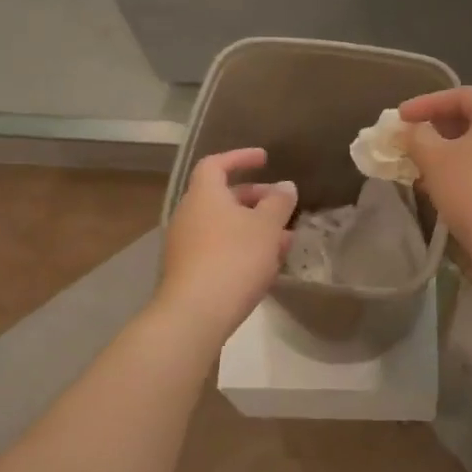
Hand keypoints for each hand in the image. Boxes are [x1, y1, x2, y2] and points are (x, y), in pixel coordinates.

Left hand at [158, 148, 297, 341]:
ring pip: (224, 226)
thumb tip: (285, 186)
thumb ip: (279, 203)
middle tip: (282, 206)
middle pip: (222, 196)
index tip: (265, 159)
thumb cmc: (234, 258)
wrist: (195, 314)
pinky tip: (265, 265)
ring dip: (253, 227)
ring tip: (284, 240)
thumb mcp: (266, 227)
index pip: (216, 164)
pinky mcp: (188, 271)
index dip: (240, 158)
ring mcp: (185, 245)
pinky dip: (242, 248)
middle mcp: (189, 214)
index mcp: (204, 195)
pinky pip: (219, 248)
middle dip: (255, 198)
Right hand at [398, 88, 471, 279]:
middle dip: (438, 127)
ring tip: (424, 166)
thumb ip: (417, 137)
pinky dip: (469, 167)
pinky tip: (448, 186)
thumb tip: (412, 130)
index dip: (425, 104)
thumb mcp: (435, 160)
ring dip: (451, 150)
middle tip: (412, 140)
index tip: (399, 118)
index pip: (459, 95)